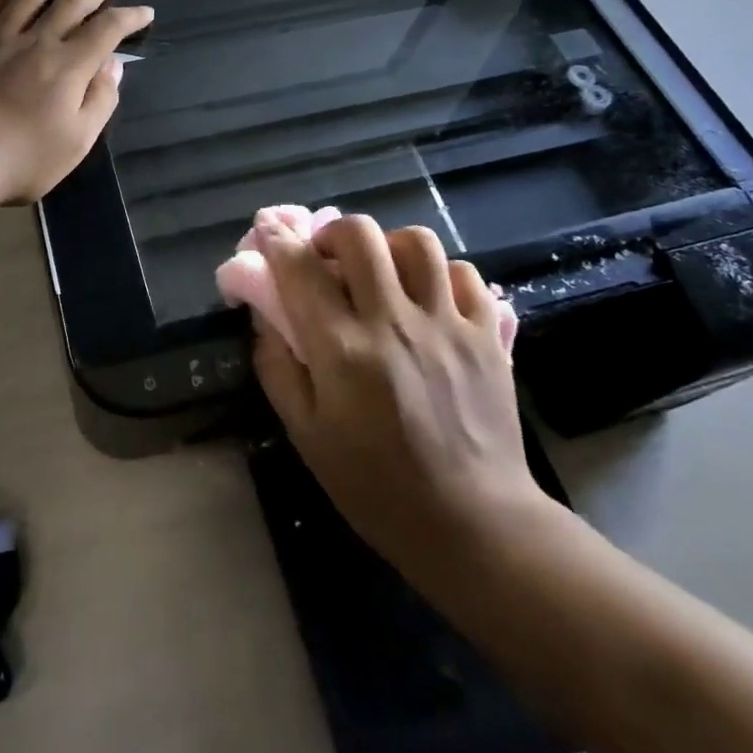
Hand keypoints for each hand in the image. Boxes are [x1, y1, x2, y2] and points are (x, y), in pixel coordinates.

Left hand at [0, 0, 152, 203]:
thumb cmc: (21, 159)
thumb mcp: (77, 142)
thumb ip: (100, 101)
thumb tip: (112, 66)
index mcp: (67, 67)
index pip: (106, 31)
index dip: (128, 18)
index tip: (144, 12)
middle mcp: (34, 44)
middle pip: (68, 8)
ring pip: (24, 3)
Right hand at [250, 215, 551, 578]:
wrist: (473, 524)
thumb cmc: (375, 486)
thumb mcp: (306, 435)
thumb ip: (277, 368)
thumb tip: (265, 316)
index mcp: (342, 351)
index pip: (300, 269)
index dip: (277, 239)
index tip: (268, 227)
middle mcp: (393, 323)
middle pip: (360, 235)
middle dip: (333, 233)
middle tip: (328, 258)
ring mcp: (447, 324)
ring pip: (417, 242)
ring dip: (388, 247)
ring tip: (382, 273)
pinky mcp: (488, 335)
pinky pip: (464, 274)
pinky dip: (439, 275)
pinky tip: (428, 298)